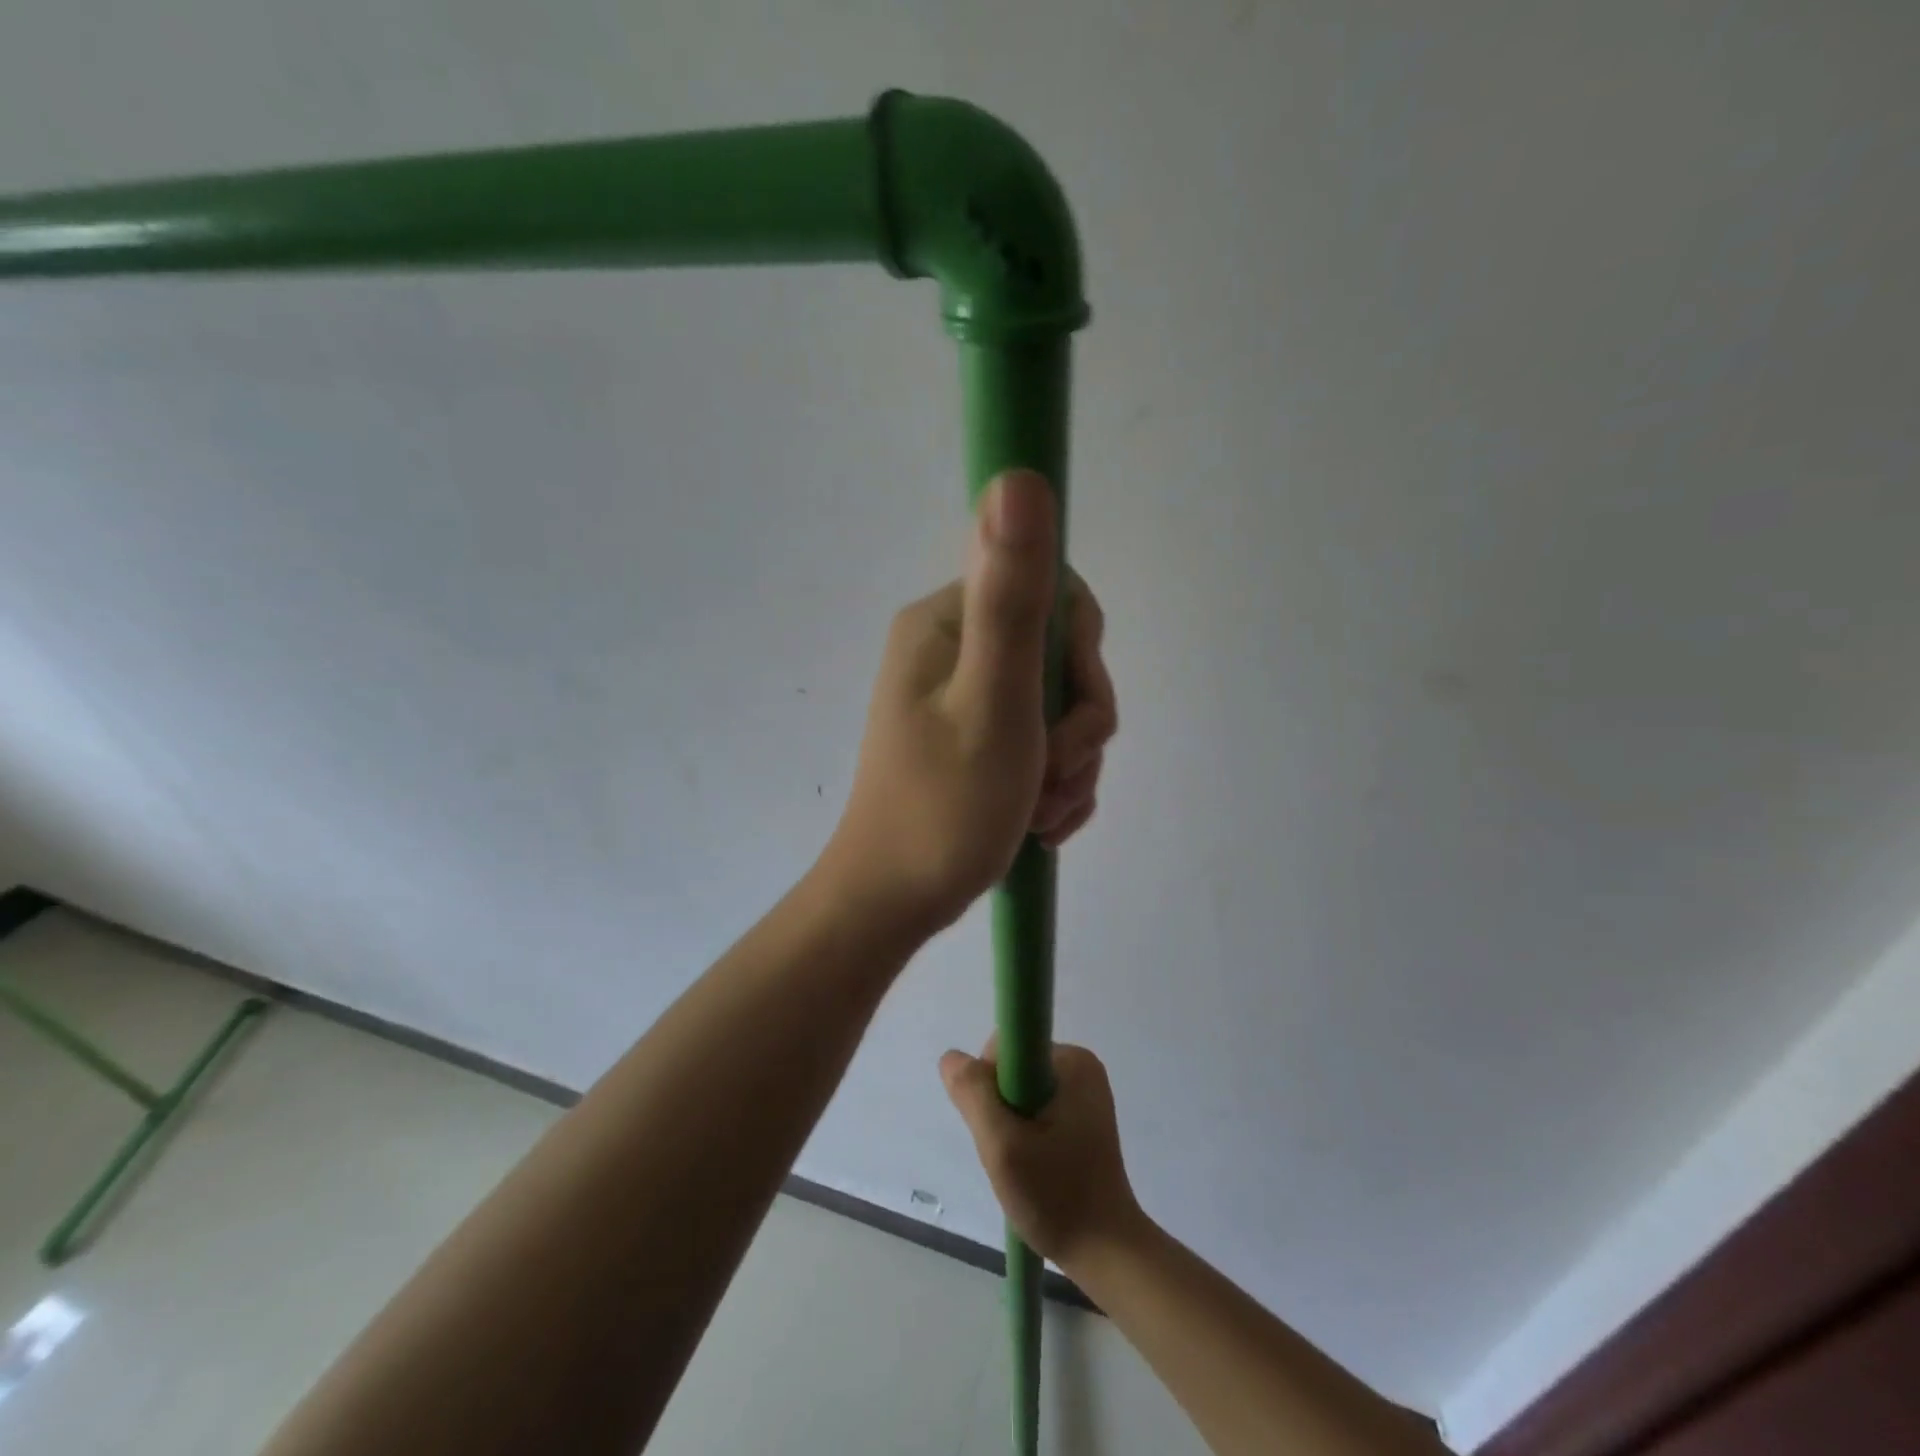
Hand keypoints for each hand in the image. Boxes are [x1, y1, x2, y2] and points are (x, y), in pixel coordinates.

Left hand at [820, 470, 1116, 936]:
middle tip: (1049, 776)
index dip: (1080, 658)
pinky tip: (1040, 822)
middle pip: (1063, 658)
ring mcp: (965, 697)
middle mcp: (954, 649)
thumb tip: (1018, 476)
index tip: (1064, 713)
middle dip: (1078, 727)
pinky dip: (1057, 785)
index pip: (1054, 596)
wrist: (895, 901)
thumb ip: (1012, 597)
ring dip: (1070, 765)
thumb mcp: (993, 703)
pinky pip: (1045, 745)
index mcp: (947, 623)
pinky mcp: (977, 739)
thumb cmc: (944, 808)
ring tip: (1038, 811)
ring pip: (1062, 709)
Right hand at [940, 1039, 1144, 1269]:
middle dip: (999, 1109)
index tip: (997, 1127)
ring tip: (1024, 1165)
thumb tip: (952, 1058)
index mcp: (1072, 1061)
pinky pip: (1036, 1108)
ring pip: (1020, 1092)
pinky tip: (1035, 1166)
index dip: (988, 1084)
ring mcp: (1085, 1092)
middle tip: (1011, 1154)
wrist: (1106, 1253)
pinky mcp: (1083, 1116)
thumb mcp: (1003, 1146)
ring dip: (1010, 1125)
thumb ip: (974, 1095)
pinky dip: (1025, 1134)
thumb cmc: (1057, 1197)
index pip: (1006, 1048)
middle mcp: (1082, 1066)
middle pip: (1012, 1070)